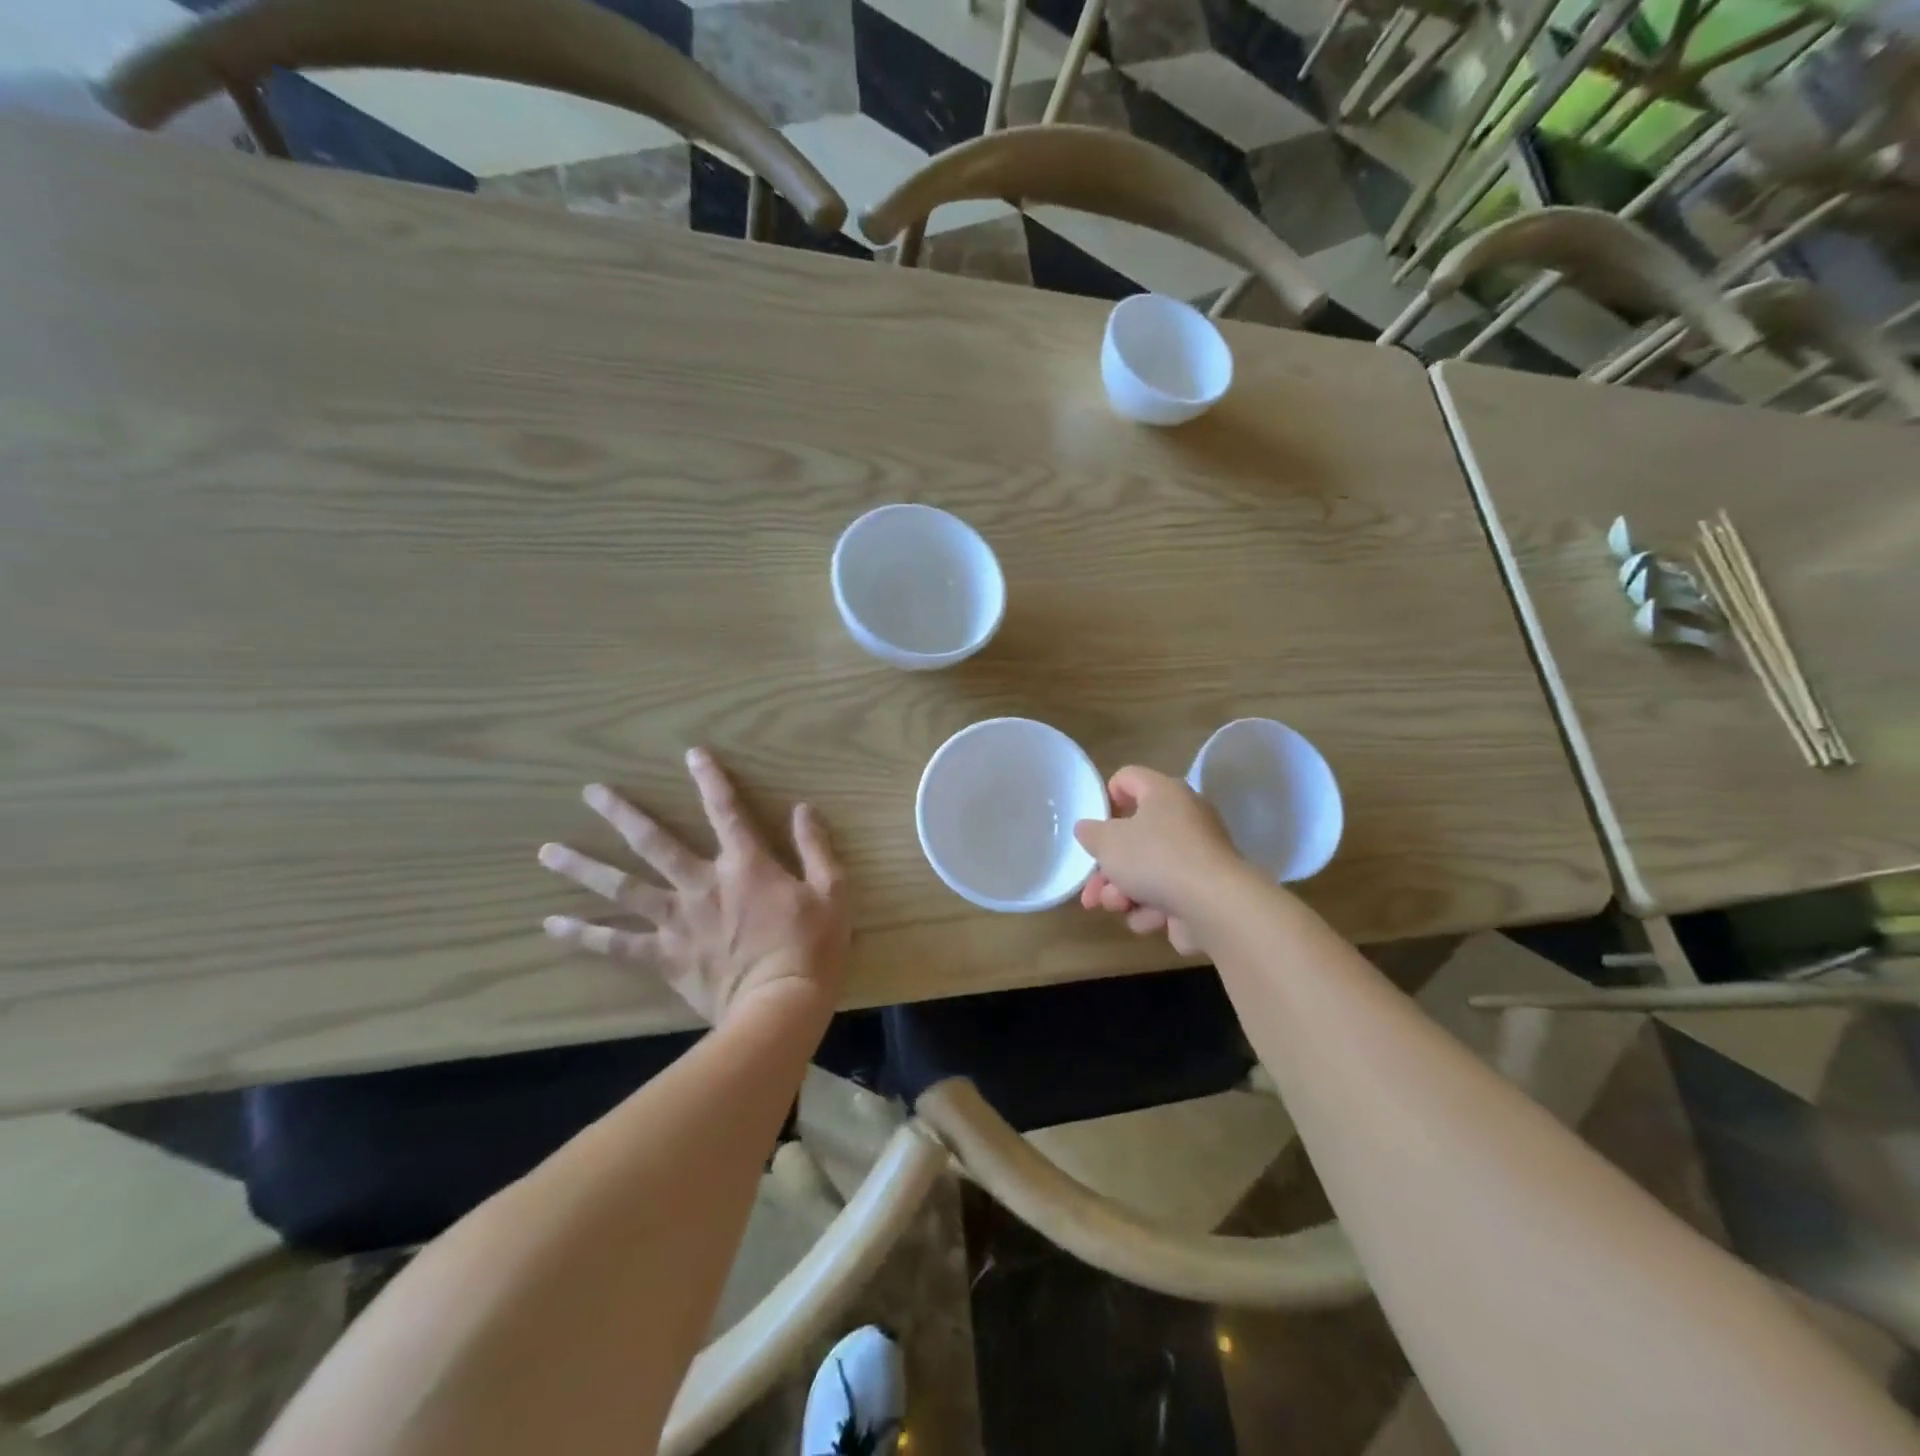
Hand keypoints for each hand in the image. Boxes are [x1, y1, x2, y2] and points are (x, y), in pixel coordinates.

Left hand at [538, 748, 848, 1025]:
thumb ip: (815, 847)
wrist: (779, 1007)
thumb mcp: (832, 891)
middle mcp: (702, 884)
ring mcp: (677, 921)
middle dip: (623, 814)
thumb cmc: (812, 947)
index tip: (692, 754)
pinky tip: (552, 925)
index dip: (711, 780)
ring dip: (585, 868)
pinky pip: (617, 944)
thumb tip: (803, 808)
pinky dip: (584, 934)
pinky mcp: (665, 957)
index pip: (726, 811)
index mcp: (745, 865)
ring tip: (548, 852)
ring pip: (623, 887)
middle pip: (655, 842)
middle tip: (591, 792)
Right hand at [1074, 766, 1239, 954]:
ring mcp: (1197, 856)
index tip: (1095, 826)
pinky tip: (1149, 920)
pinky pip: (1169, 894)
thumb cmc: (1155, 858)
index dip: (1106, 798)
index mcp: (1164, 793)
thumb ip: (1091, 833)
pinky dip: (1154, 908)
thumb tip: (1088, 829)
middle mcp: (1185, 817)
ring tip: (1119, 907)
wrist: (1214, 906)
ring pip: (1147, 871)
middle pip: (1134, 836)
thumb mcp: (1107, 842)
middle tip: (1092, 892)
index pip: (1128, 778)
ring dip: (1125, 892)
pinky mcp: (1204, 890)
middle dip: (1107, 869)